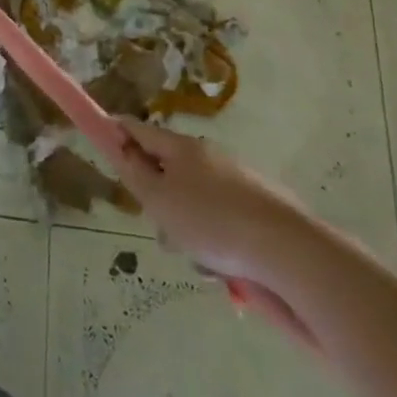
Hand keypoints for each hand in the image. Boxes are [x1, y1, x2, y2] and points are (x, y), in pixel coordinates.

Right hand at [115, 119, 319, 348]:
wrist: (291, 250)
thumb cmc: (213, 223)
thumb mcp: (159, 201)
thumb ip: (135, 174)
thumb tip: (124, 149)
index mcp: (182, 148)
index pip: (141, 130)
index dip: (119, 131)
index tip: (104, 136)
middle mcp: (211, 155)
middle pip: (171, 169)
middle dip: (160, 197)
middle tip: (162, 229)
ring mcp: (241, 178)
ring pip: (198, 197)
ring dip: (190, 223)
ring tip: (201, 260)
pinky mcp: (264, 205)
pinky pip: (226, 216)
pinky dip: (219, 236)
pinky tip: (228, 266)